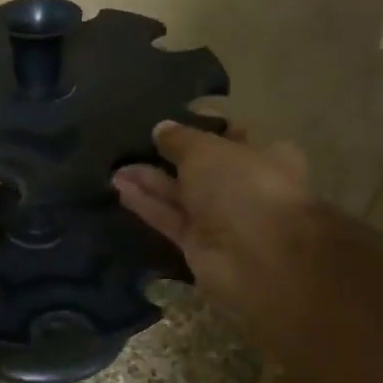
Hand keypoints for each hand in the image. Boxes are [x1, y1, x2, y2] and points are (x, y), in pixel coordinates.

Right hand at [113, 123, 313, 344]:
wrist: (257, 259)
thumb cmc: (243, 187)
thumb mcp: (206, 150)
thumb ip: (180, 139)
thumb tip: (161, 128)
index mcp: (266, 156)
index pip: (230, 137)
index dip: (200, 129)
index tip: (169, 123)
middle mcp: (245, 187)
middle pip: (200, 169)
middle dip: (168, 157)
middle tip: (133, 145)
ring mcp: (221, 219)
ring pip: (180, 195)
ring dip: (150, 181)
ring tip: (116, 167)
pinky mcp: (198, 244)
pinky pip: (169, 218)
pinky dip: (147, 204)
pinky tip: (120, 188)